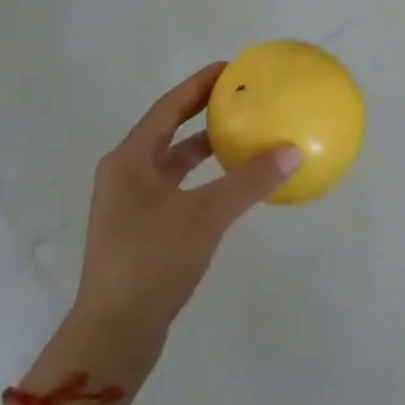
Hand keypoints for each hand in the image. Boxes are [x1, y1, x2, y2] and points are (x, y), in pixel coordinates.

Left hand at [70, 64, 301, 370]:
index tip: (231, 68)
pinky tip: (229, 187)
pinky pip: (175, 188)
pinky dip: (201, 179)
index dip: (199, 84)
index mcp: (130, 159)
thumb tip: (292, 151)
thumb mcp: (206, 216)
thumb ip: (249, 181)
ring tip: (240, 135)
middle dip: (202, 111)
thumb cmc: (152, 262)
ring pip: (172, 162)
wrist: (112, 336)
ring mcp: (129, 205)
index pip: (169, 106)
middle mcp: (125, 174)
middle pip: (168, 130)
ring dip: (203, 147)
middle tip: (240, 97)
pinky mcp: (138, 232)